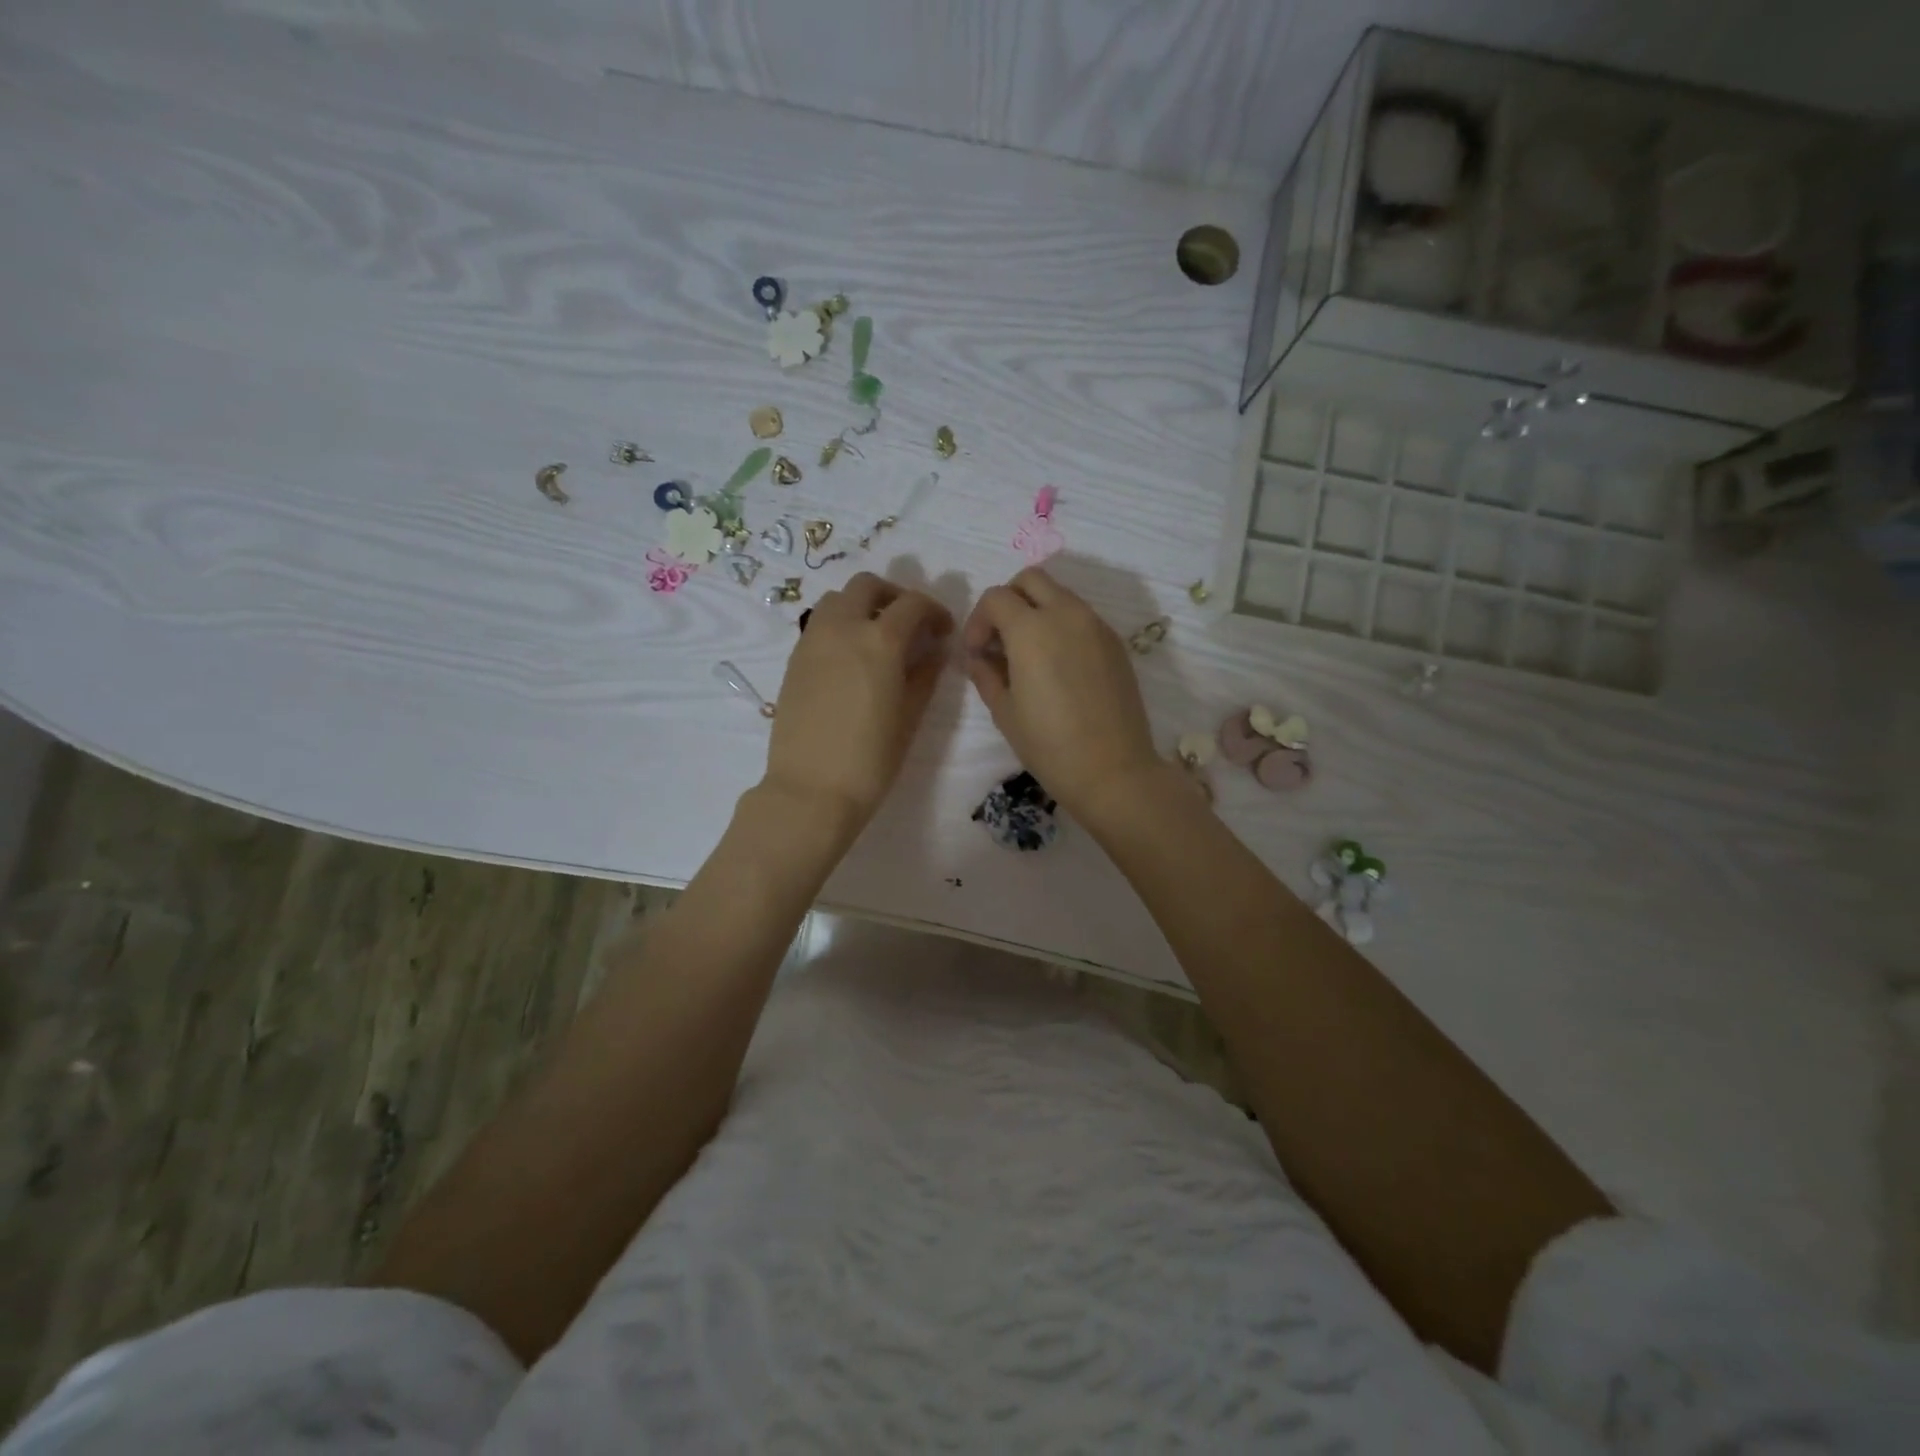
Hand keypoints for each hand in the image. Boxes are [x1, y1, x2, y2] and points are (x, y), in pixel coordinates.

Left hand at [763, 572, 953, 835]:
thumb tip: (934, 650)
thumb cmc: (871, 759)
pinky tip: (851, 658)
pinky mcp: (794, 658)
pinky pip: (819, 623)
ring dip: (861, 605)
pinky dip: (839, 624)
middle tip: (909, 624)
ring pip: (837, 599)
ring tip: (876, 636)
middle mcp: (843, 627)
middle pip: (868, 585)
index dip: (934, 611)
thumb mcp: (910, 717)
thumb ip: (925, 675)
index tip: (943, 632)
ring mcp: (812, 640)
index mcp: (880, 640)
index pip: (913, 604)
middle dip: (894, 596)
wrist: (811, 790)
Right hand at [962, 567, 1165, 827]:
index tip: (976, 652)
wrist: (1113, 770)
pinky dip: (1063, 626)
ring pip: (1060, 595)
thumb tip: (978, 657)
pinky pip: (1082, 617)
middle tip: (1001, 639)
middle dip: (1009, 600)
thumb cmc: (1049, 745)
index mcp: (1031, 629)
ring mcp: (1096, 626)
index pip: (996, 597)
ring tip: (1029, 655)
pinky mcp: (1115, 643)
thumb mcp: (1004, 712)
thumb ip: (985, 674)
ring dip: (1037, 611)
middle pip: (1031, 579)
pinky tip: (1059, 667)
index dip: (978, 620)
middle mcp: (1066, 614)